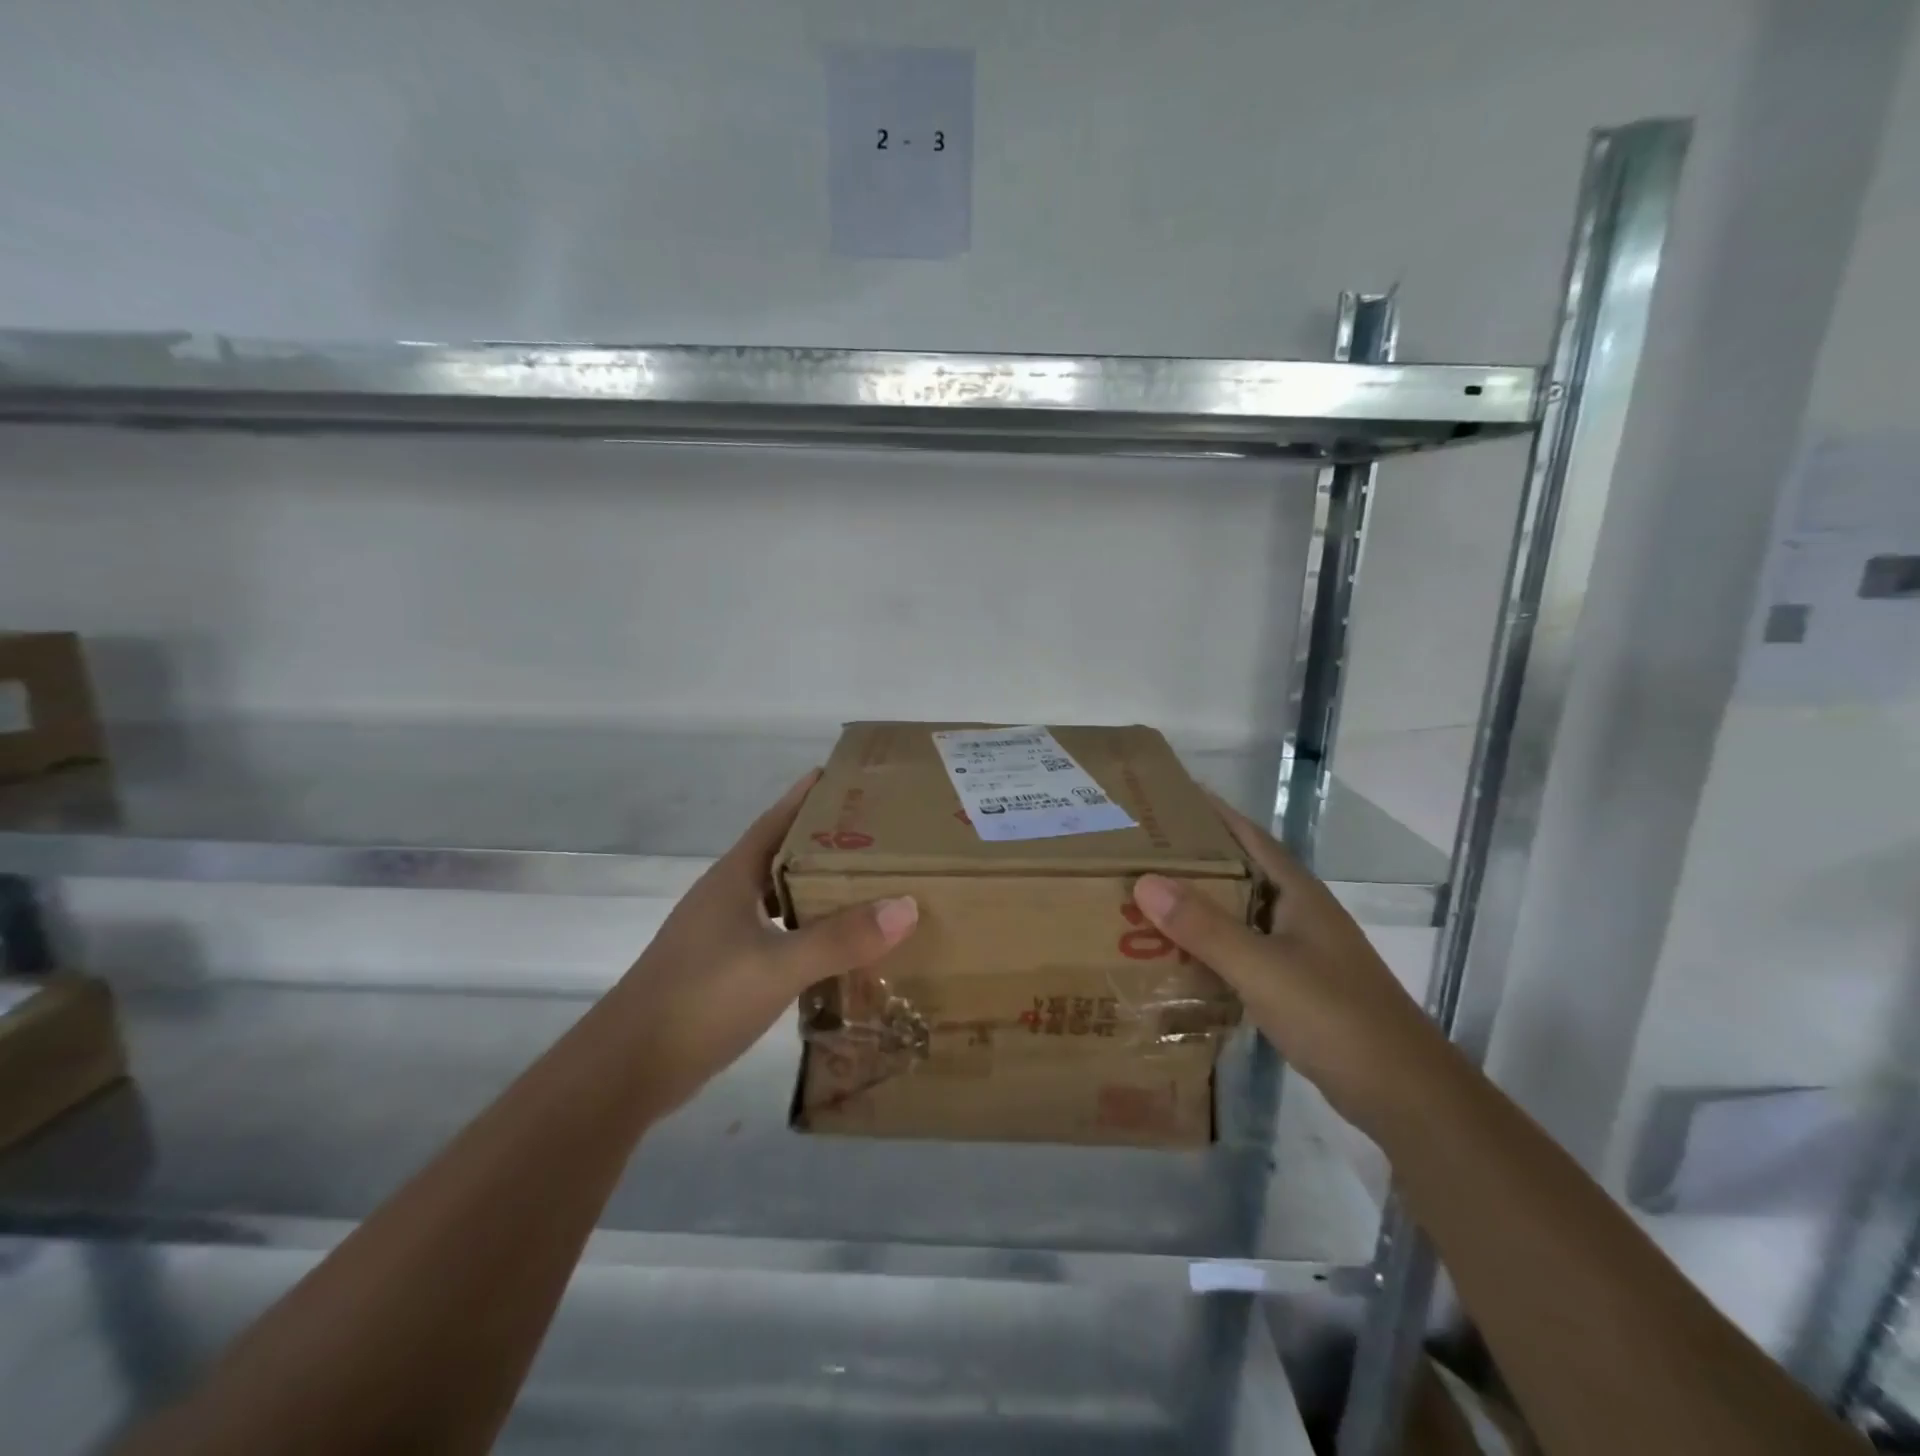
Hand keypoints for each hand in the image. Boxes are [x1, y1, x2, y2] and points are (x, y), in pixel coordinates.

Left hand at [610, 771, 917, 1114]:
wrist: (627, 1070)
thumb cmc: (700, 999)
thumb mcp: (777, 966)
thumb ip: (840, 937)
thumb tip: (906, 905)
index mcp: (733, 878)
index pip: (776, 820)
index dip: (807, 796)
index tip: (846, 777)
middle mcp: (726, 898)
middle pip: (782, 855)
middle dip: (825, 842)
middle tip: (879, 835)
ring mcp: (720, 935)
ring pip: (778, 898)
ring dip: (816, 890)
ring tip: (867, 887)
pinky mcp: (721, 970)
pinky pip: (775, 935)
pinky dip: (805, 932)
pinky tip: (833, 948)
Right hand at [1131, 794, 1443, 1129]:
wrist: (1405, 1095)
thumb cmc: (1336, 1017)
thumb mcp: (1263, 968)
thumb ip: (1205, 927)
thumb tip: (1144, 881)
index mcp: (1297, 893)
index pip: (1248, 835)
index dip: (1210, 812)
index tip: (1164, 798)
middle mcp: (1298, 913)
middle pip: (1238, 872)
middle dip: (1192, 859)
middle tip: (1136, 851)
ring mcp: (1300, 951)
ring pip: (1238, 914)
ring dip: (1198, 905)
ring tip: (1144, 899)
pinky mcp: (1296, 986)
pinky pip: (1241, 951)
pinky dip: (1209, 947)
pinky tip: (1178, 957)